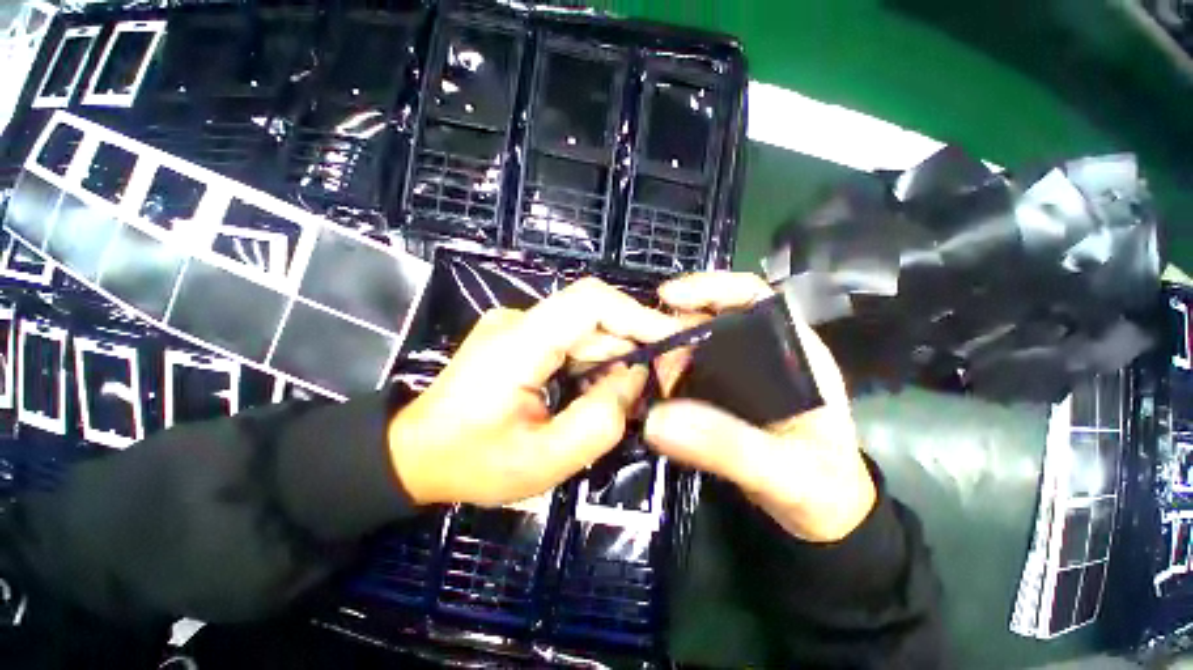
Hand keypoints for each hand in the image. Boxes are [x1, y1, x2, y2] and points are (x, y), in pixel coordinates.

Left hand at [387, 278, 681, 506]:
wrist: (414, 455)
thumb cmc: (472, 463)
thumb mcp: (543, 459)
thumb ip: (600, 419)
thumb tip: (634, 378)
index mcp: (519, 343)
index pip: (589, 302)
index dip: (638, 315)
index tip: (673, 342)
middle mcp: (519, 321)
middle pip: (593, 318)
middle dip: (632, 347)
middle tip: (660, 383)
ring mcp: (518, 327)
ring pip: (585, 331)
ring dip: (613, 360)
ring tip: (626, 398)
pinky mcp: (520, 338)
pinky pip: (571, 342)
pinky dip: (593, 365)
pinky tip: (596, 393)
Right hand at [644, 273, 876, 542]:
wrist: (821, 515)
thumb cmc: (820, 487)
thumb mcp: (782, 471)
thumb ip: (727, 446)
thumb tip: (656, 421)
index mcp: (790, 350)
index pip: (751, 296)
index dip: (709, 287)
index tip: (668, 297)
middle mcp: (759, 351)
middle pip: (708, 317)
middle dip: (671, 324)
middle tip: (637, 345)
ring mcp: (734, 372)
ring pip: (691, 344)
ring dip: (661, 351)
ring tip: (635, 371)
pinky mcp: (717, 392)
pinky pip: (683, 372)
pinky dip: (661, 376)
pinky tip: (644, 389)